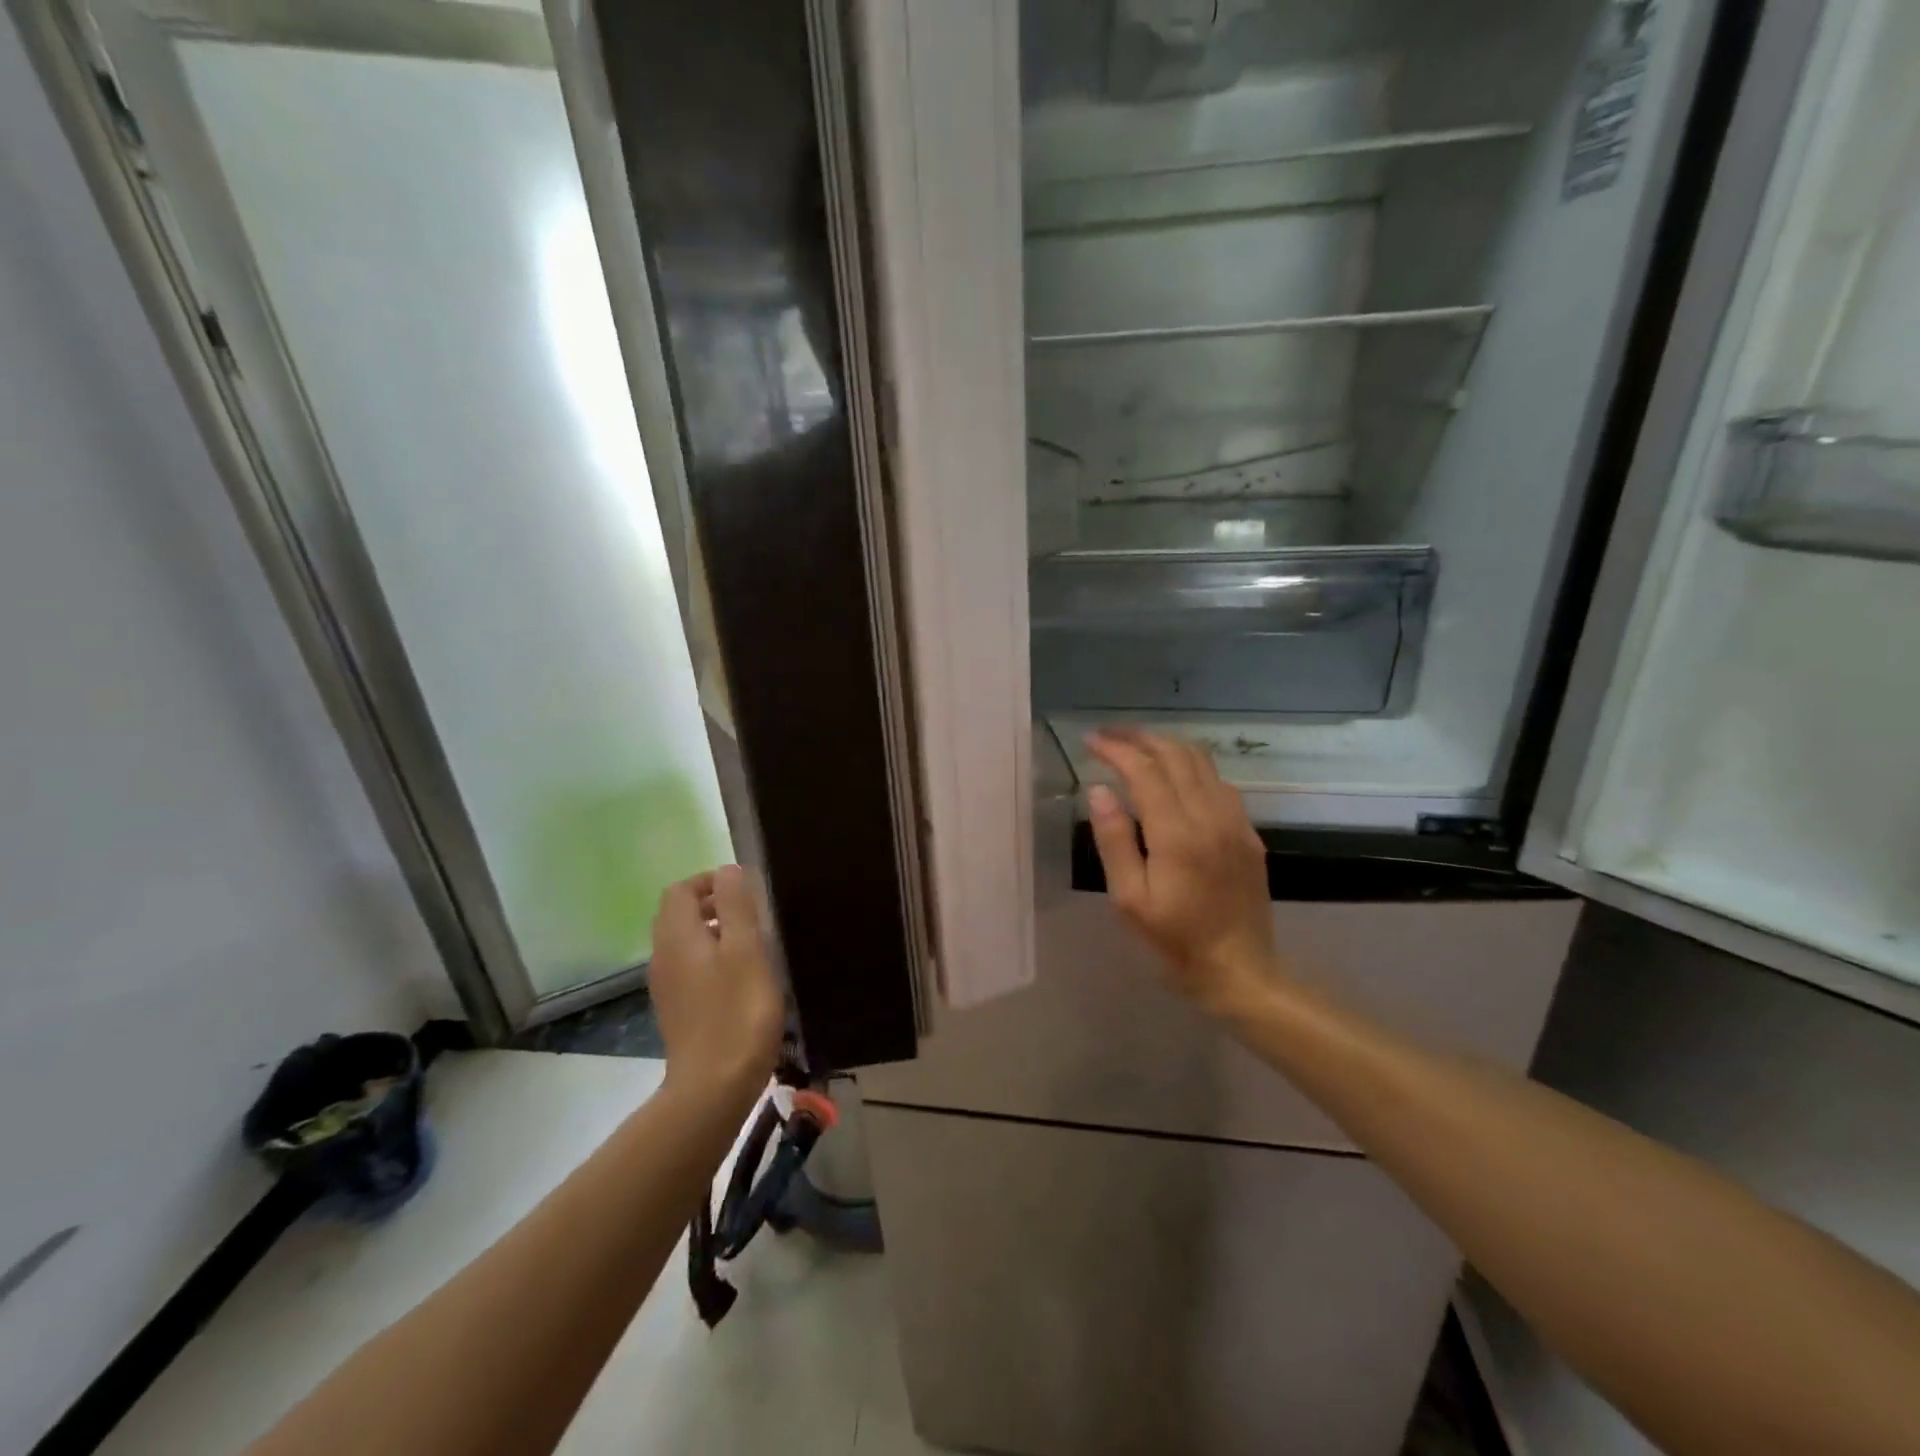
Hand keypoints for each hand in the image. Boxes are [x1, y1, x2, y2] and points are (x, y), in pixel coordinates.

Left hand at [649, 865, 784, 1100]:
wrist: (713, 1087)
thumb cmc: (737, 1012)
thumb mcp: (746, 950)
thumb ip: (736, 905)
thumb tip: (728, 870)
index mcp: (677, 937)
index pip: (680, 890)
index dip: (710, 882)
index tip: (744, 890)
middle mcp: (663, 956)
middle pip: (677, 914)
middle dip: (711, 904)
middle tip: (750, 913)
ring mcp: (667, 986)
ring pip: (683, 942)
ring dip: (713, 931)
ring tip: (751, 943)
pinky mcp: (677, 1009)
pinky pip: (688, 967)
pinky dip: (710, 958)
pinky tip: (739, 978)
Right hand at [1085, 729, 1282, 1017]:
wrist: (1241, 970)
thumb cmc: (1175, 940)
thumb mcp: (1130, 900)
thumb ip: (1114, 840)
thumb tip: (1099, 790)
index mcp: (1177, 834)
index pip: (1145, 771)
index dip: (1116, 749)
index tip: (1090, 741)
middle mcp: (1211, 816)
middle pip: (1176, 755)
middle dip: (1140, 738)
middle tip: (1109, 735)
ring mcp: (1235, 822)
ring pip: (1202, 762)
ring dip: (1167, 746)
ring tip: (1138, 746)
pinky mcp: (1249, 833)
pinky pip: (1220, 782)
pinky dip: (1192, 766)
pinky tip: (1176, 776)